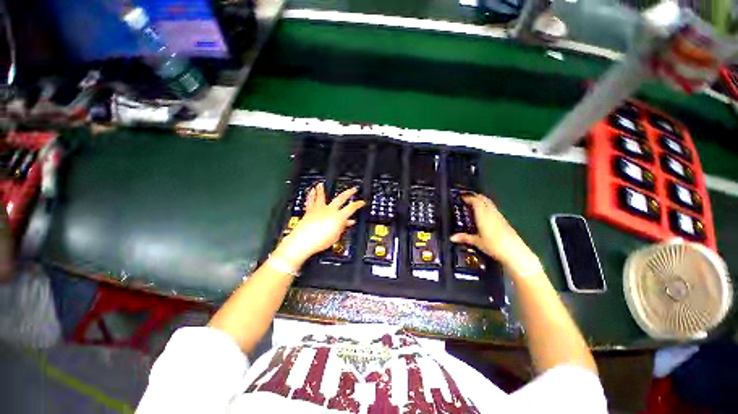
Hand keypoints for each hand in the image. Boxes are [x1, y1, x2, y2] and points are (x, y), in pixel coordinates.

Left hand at [273, 183, 364, 269]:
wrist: (303, 242)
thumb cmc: (319, 241)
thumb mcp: (336, 236)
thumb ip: (342, 227)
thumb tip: (346, 223)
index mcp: (338, 216)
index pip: (351, 208)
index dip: (358, 204)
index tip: (362, 202)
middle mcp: (329, 210)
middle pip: (341, 198)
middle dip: (349, 193)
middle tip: (353, 189)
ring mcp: (319, 209)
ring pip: (322, 196)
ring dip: (323, 189)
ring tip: (323, 184)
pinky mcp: (310, 211)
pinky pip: (311, 201)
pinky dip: (311, 195)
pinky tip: (311, 191)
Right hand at [450, 193, 536, 269]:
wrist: (514, 252)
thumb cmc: (493, 245)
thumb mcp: (477, 242)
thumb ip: (464, 238)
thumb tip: (452, 238)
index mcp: (483, 215)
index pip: (476, 201)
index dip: (468, 198)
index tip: (461, 197)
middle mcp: (491, 213)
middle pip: (484, 199)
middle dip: (475, 197)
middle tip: (467, 198)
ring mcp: (499, 216)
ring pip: (490, 203)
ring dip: (482, 201)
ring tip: (474, 204)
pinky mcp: (504, 221)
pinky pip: (493, 209)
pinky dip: (487, 207)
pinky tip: (484, 214)